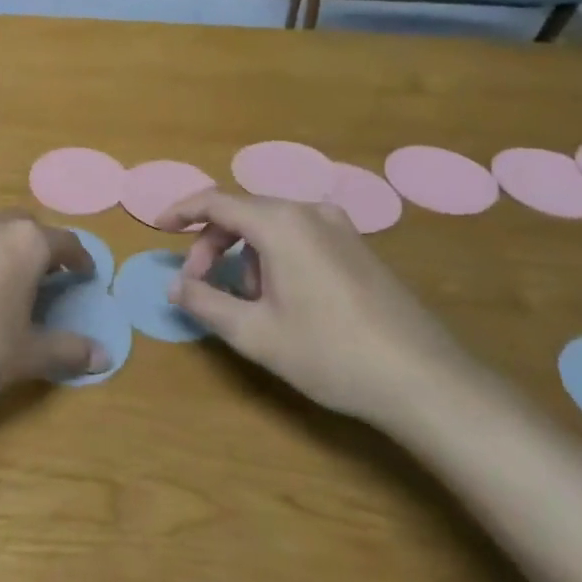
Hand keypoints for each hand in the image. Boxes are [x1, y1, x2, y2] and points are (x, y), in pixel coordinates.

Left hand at [0, 212, 105, 403]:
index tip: (85, 274)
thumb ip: (68, 350)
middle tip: (46, 273)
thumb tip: (104, 356)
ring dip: (2, 248)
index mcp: (24, 243)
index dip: (79, 258)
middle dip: (39, 244)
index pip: (64, 241)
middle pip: (24, 225)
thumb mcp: (28, 355)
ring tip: (6, 279)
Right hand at [159, 190, 466, 425]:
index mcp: (280, 223)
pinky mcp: (358, 247)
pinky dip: (274, 256)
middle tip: (199, 283)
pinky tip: (280, 297)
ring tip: (244, 300)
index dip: (182, 212)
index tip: (158, 229)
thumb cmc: (329, 353)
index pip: (216, 202)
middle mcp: (309, 212)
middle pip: (244, 212)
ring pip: (272, 225)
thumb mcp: (255, 333)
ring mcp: (340, 227)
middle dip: (212, 243)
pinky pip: (300, 236)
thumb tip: (175, 284)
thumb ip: (205, 302)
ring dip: (244, 253)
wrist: (423, 379)